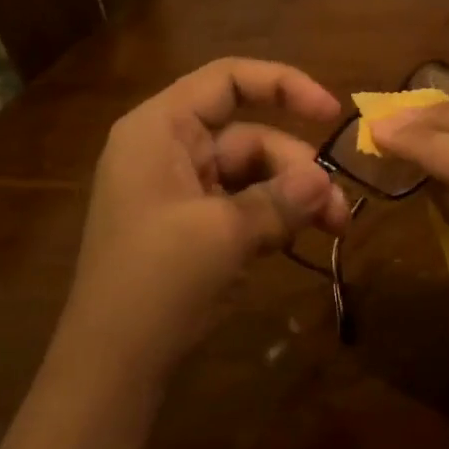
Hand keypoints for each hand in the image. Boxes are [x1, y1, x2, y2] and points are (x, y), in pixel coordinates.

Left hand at [59, 59, 350, 387]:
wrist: (110, 368)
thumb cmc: (156, 282)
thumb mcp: (225, 234)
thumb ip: (281, 199)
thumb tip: (325, 183)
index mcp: (161, 129)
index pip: (228, 80)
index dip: (283, 84)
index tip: (330, 112)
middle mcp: (169, 149)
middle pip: (249, 135)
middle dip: (298, 167)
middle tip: (338, 210)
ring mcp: (179, 189)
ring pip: (253, 173)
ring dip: (294, 197)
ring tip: (334, 228)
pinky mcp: (191, 225)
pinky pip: (243, 204)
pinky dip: (274, 217)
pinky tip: (299, 240)